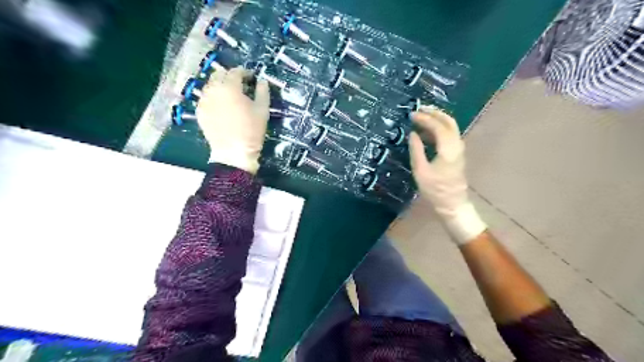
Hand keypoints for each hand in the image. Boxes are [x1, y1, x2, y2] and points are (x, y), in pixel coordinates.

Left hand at [195, 67, 267, 174]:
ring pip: (211, 85)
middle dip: (230, 76)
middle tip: (240, 84)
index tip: (251, 77)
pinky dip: (214, 97)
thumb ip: (262, 92)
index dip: (245, 72)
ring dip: (220, 85)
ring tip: (230, 95)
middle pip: (219, 74)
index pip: (236, 71)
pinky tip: (222, 106)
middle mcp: (213, 90)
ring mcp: (204, 101)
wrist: (234, 152)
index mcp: (230, 87)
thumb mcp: (262, 110)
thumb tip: (262, 81)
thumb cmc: (251, 131)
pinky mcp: (200, 112)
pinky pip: (206, 98)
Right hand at [410, 106, 485, 244]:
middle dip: (434, 113)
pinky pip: (449, 135)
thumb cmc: (435, 190)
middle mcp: (456, 145)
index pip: (437, 126)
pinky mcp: (457, 154)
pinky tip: (427, 132)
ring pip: (451, 127)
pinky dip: (439, 129)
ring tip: (422, 117)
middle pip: (449, 122)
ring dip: (437, 119)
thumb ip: (416, 150)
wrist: (452, 204)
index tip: (412, 115)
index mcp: (448, 149)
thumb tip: (412, 134)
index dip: (424, 119)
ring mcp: (459, 149)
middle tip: (420, 109)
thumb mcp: (421, 171)